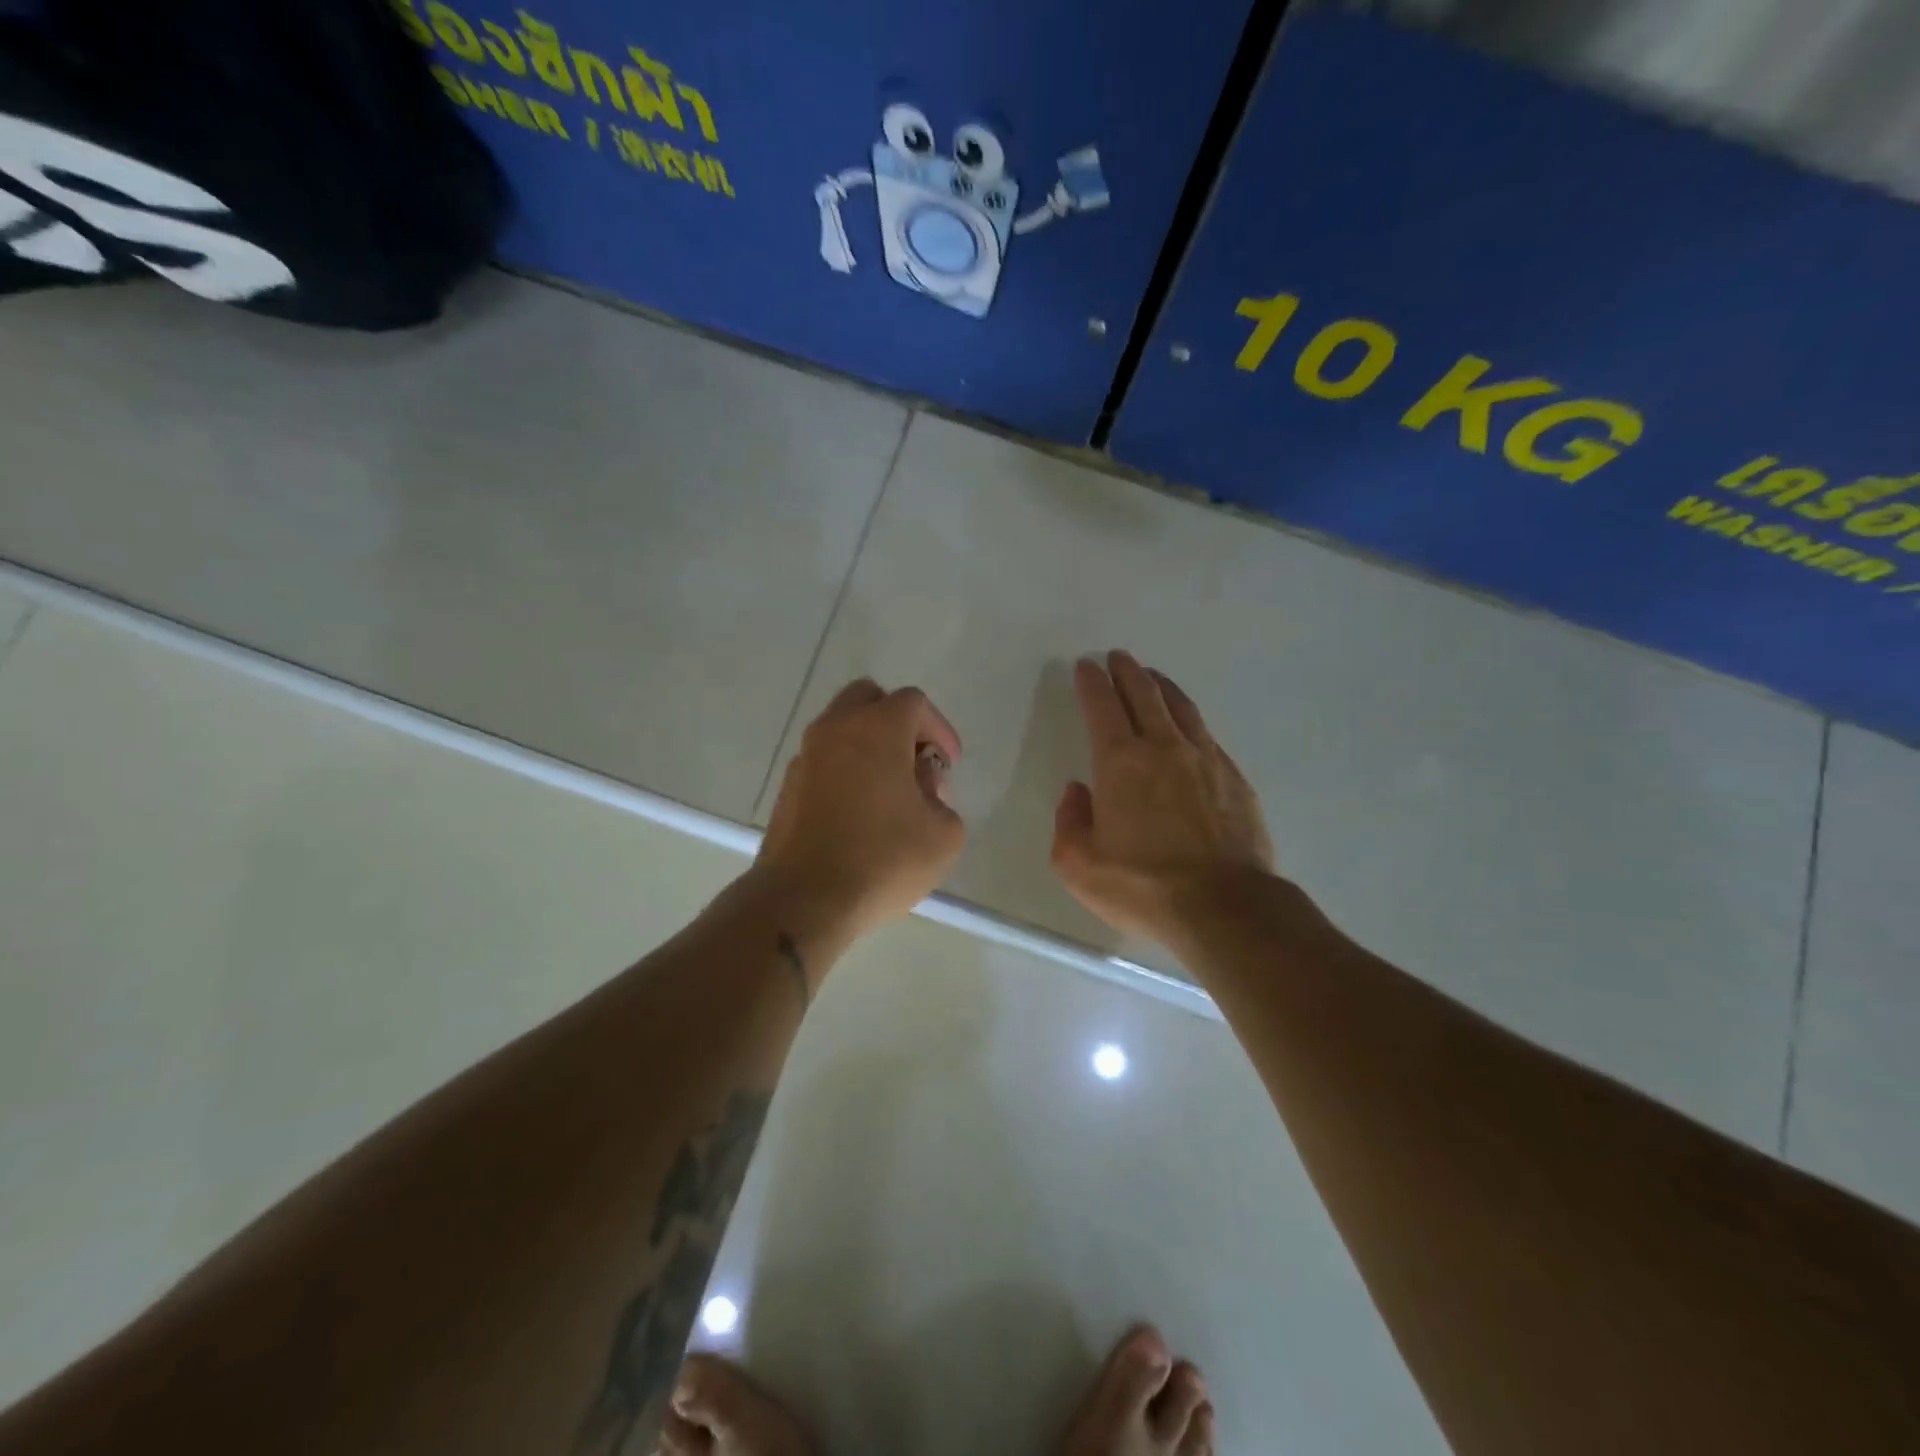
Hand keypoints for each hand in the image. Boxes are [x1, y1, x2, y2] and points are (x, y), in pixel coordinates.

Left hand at [756, 679, 965, 938]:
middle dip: (897, 722)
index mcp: (877, 729)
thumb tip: (920, 789)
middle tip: (915, 762)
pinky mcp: (788, 787)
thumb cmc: (882, 860)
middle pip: (868, 699)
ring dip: (869, 746)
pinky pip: (824, 761)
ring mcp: (805, 757)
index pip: (913, 703)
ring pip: (841, 729)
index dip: (939, 729)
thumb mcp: (944, 836)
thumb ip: (943, 801)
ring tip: (890, 792)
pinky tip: (859, 812)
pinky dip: (845, 770)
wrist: (803, 899)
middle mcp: (835, 730)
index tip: (948, 764)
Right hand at [1052, 651, 1273, 945]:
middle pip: (1145, 695)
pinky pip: (1207, 736)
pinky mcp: (1235, 779)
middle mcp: (1164, 749)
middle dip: (1127, 672)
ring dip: (1162, 687)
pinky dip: (1190, 721)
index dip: (1092, 682)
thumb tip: (1078, 792)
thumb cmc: (1142, 887)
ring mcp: (1206, 760)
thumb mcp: (1079, 865)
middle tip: (1118, 657)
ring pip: (1181, 708)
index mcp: (1120, 763)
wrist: (1224, 907)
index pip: (1102, 707)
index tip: (1086, 666)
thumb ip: (1069, 822)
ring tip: (1153, 678)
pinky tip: (1189, 727)